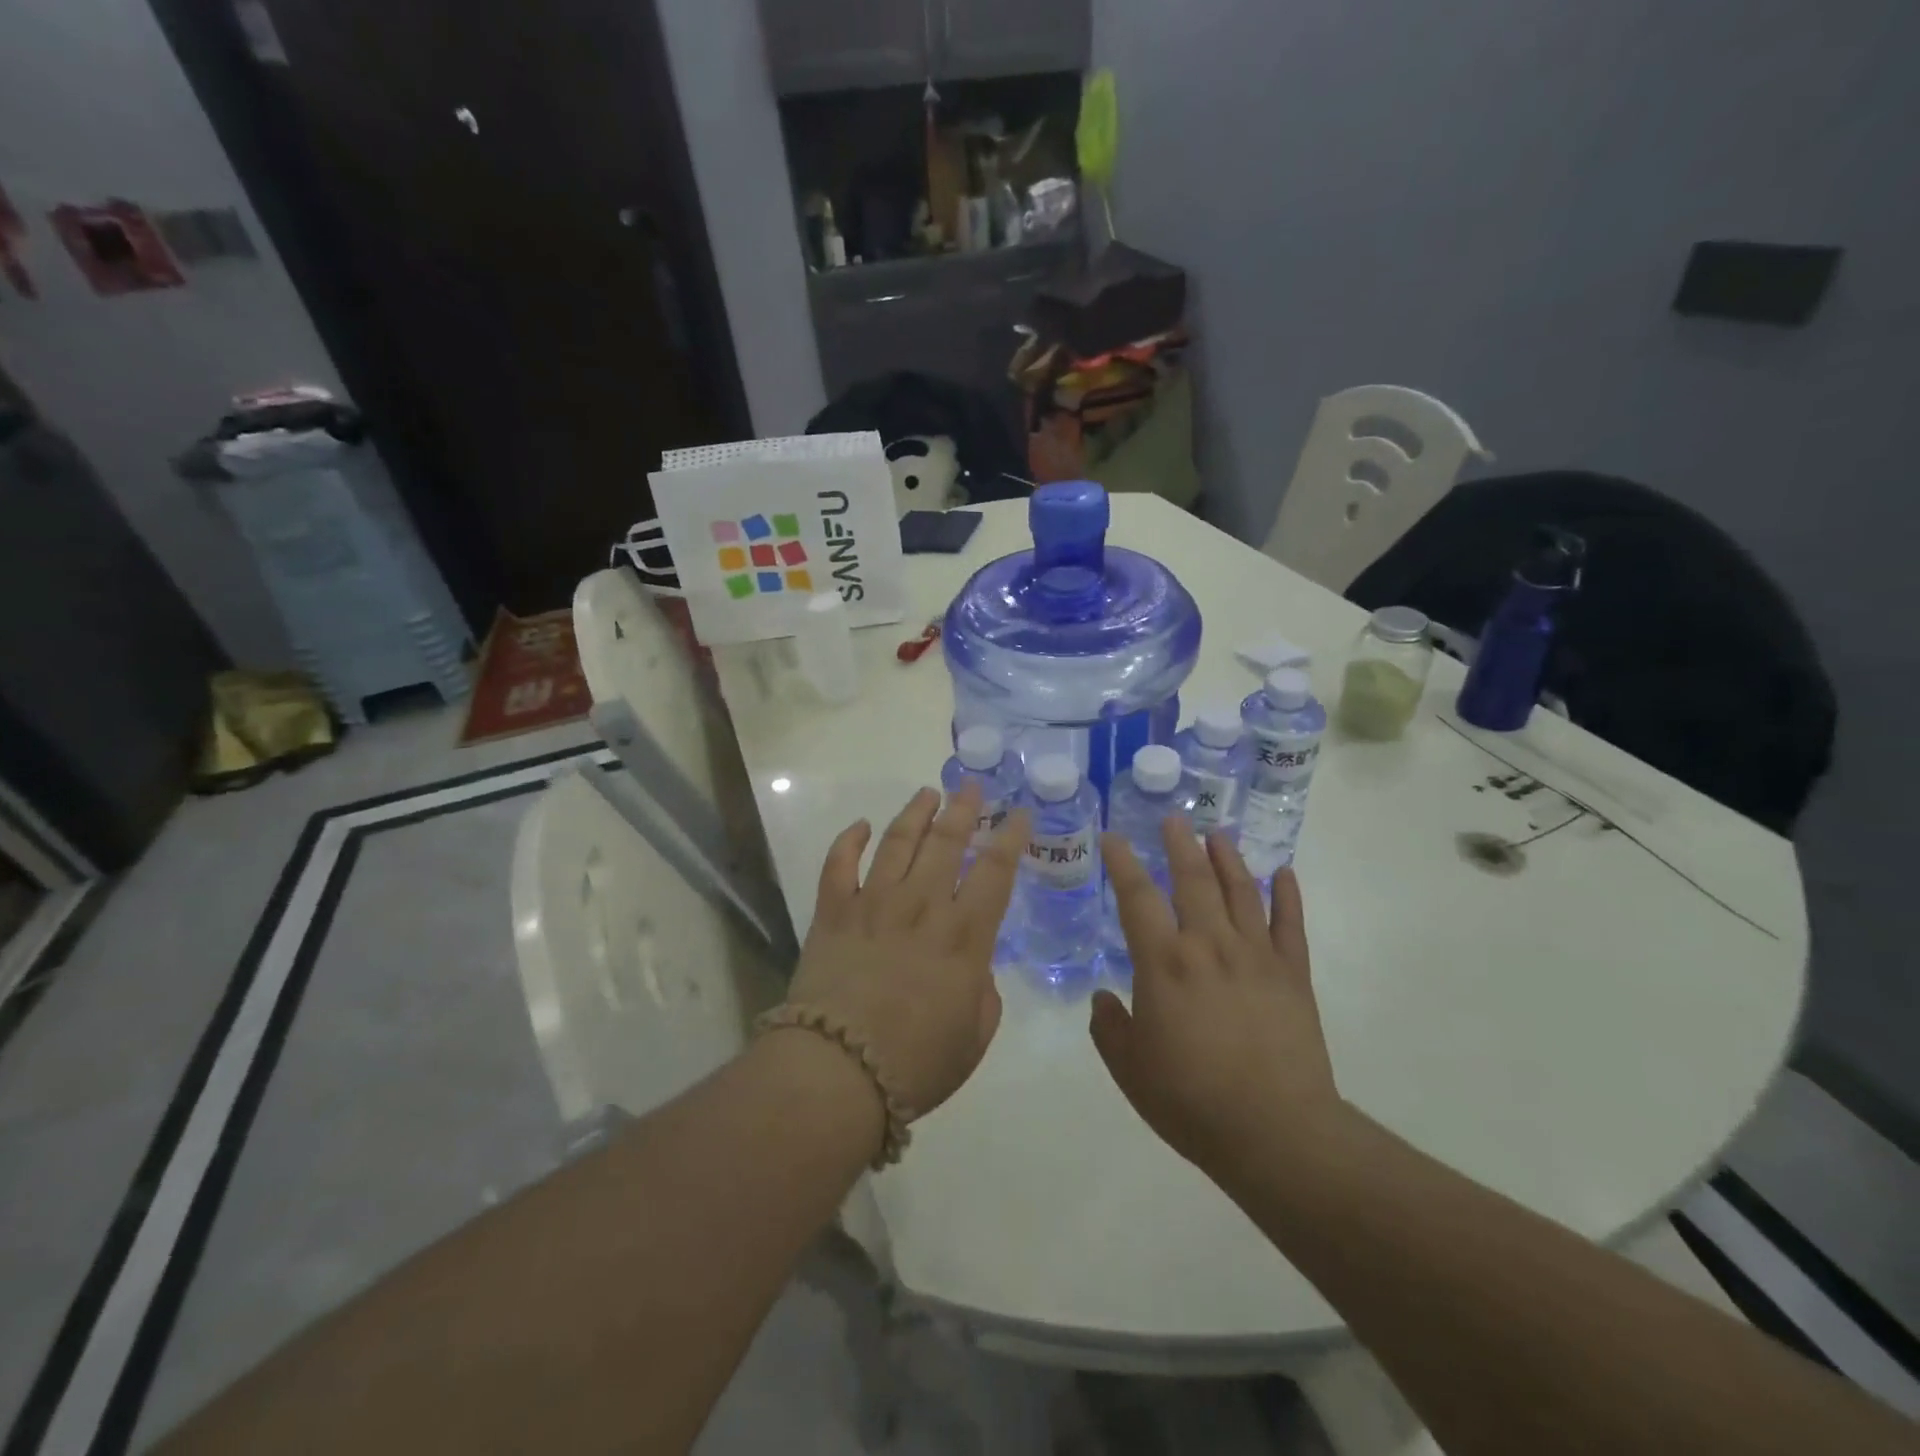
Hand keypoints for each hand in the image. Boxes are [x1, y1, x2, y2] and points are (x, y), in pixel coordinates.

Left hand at [785, 784, 1027, 1120]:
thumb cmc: (915, 1063)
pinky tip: (860, 826)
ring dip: (914, 812)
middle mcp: (921, 905)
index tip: (1019, 814)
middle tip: (971, 785)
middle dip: (963, 808)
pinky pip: (839, 864)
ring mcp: (873, 903)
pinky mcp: (833, 912)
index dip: (1010, 837)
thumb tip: (975, 970)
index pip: (995, 871)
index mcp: (963, 935)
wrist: (837, 1071)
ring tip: (927, 793)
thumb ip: (983, 996)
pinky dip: (849, 840)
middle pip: (946, 842)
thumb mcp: (973, 1038)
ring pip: (897, 841)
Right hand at [1091, 821, 1343, 1176]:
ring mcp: (1256, 956)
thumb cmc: (1191, 1100)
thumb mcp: (1129, 1069)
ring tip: (1217, 834)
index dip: (1122, 863)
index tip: (1114, 837)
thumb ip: (1108, 1027)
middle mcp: (1209, 945)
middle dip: (1179, 844)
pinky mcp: (1293, 975)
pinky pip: (1290, 925)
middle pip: (1193, 880)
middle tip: (1173, 819)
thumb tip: (1102, 998)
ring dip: (1228, 858)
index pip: (1136, 897)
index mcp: (1164, 963)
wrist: (1275, 1133)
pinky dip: (1287, 896)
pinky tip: (1283, 873)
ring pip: (1241, 891)